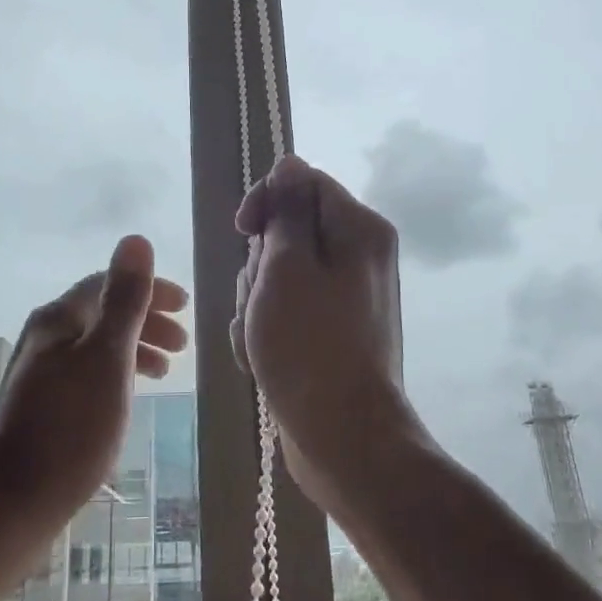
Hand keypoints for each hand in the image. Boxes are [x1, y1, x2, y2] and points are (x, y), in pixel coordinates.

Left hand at [0, 235, 189, 520]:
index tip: (186, 307)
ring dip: (134, 349)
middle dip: (146, 321)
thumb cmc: (69, 428)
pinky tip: (127, 398)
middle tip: (184, 343)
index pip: (108, 284)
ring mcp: (39, 375)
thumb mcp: (107, 357)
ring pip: (96, 346)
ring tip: (165, 371)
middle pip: (102, 314)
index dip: (149, 290)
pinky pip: (88, 374)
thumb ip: (125, 299)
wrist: (8, 506)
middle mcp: (45, 338)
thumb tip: (135, 239)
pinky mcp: (40, 408)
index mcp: (58, 319)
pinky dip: (116, 375)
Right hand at [230, 155, 420, 510]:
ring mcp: (344, 297)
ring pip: (279, 274)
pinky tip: (264, 358)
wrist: (343, 437)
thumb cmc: (309, 345)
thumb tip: (290, 163)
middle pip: (288, 232)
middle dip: (260, 264)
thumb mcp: (287, 266)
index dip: (266, 202)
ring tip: (261, 338)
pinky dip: (267, 329)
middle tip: (261, 301)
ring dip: (257, 302)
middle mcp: (358, 256)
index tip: (243, 232)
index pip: (303, 183)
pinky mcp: (330, 330)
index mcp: (358, 230)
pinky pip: (286, 310)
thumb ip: (288, 209)